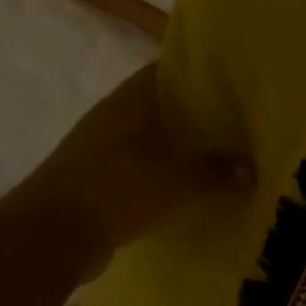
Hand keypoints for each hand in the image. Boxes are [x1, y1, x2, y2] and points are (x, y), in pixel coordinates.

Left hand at [12, 64, 251, 272]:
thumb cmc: (120, 187)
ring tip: (220, 157)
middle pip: (160, 106)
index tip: (231, 82)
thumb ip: (219, 172)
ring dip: (180, 147)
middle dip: (196, 114)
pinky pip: (141, 168)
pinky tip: (188, 188)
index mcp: (130, 101)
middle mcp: (113, 118)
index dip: (197, 73)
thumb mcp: (181, 179)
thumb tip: (252, 170)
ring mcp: (100, 150)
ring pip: (151, 139)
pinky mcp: (97, 181)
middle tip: (237, 123)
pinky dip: (164, 174)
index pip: (166, 71)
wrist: (53, 233)